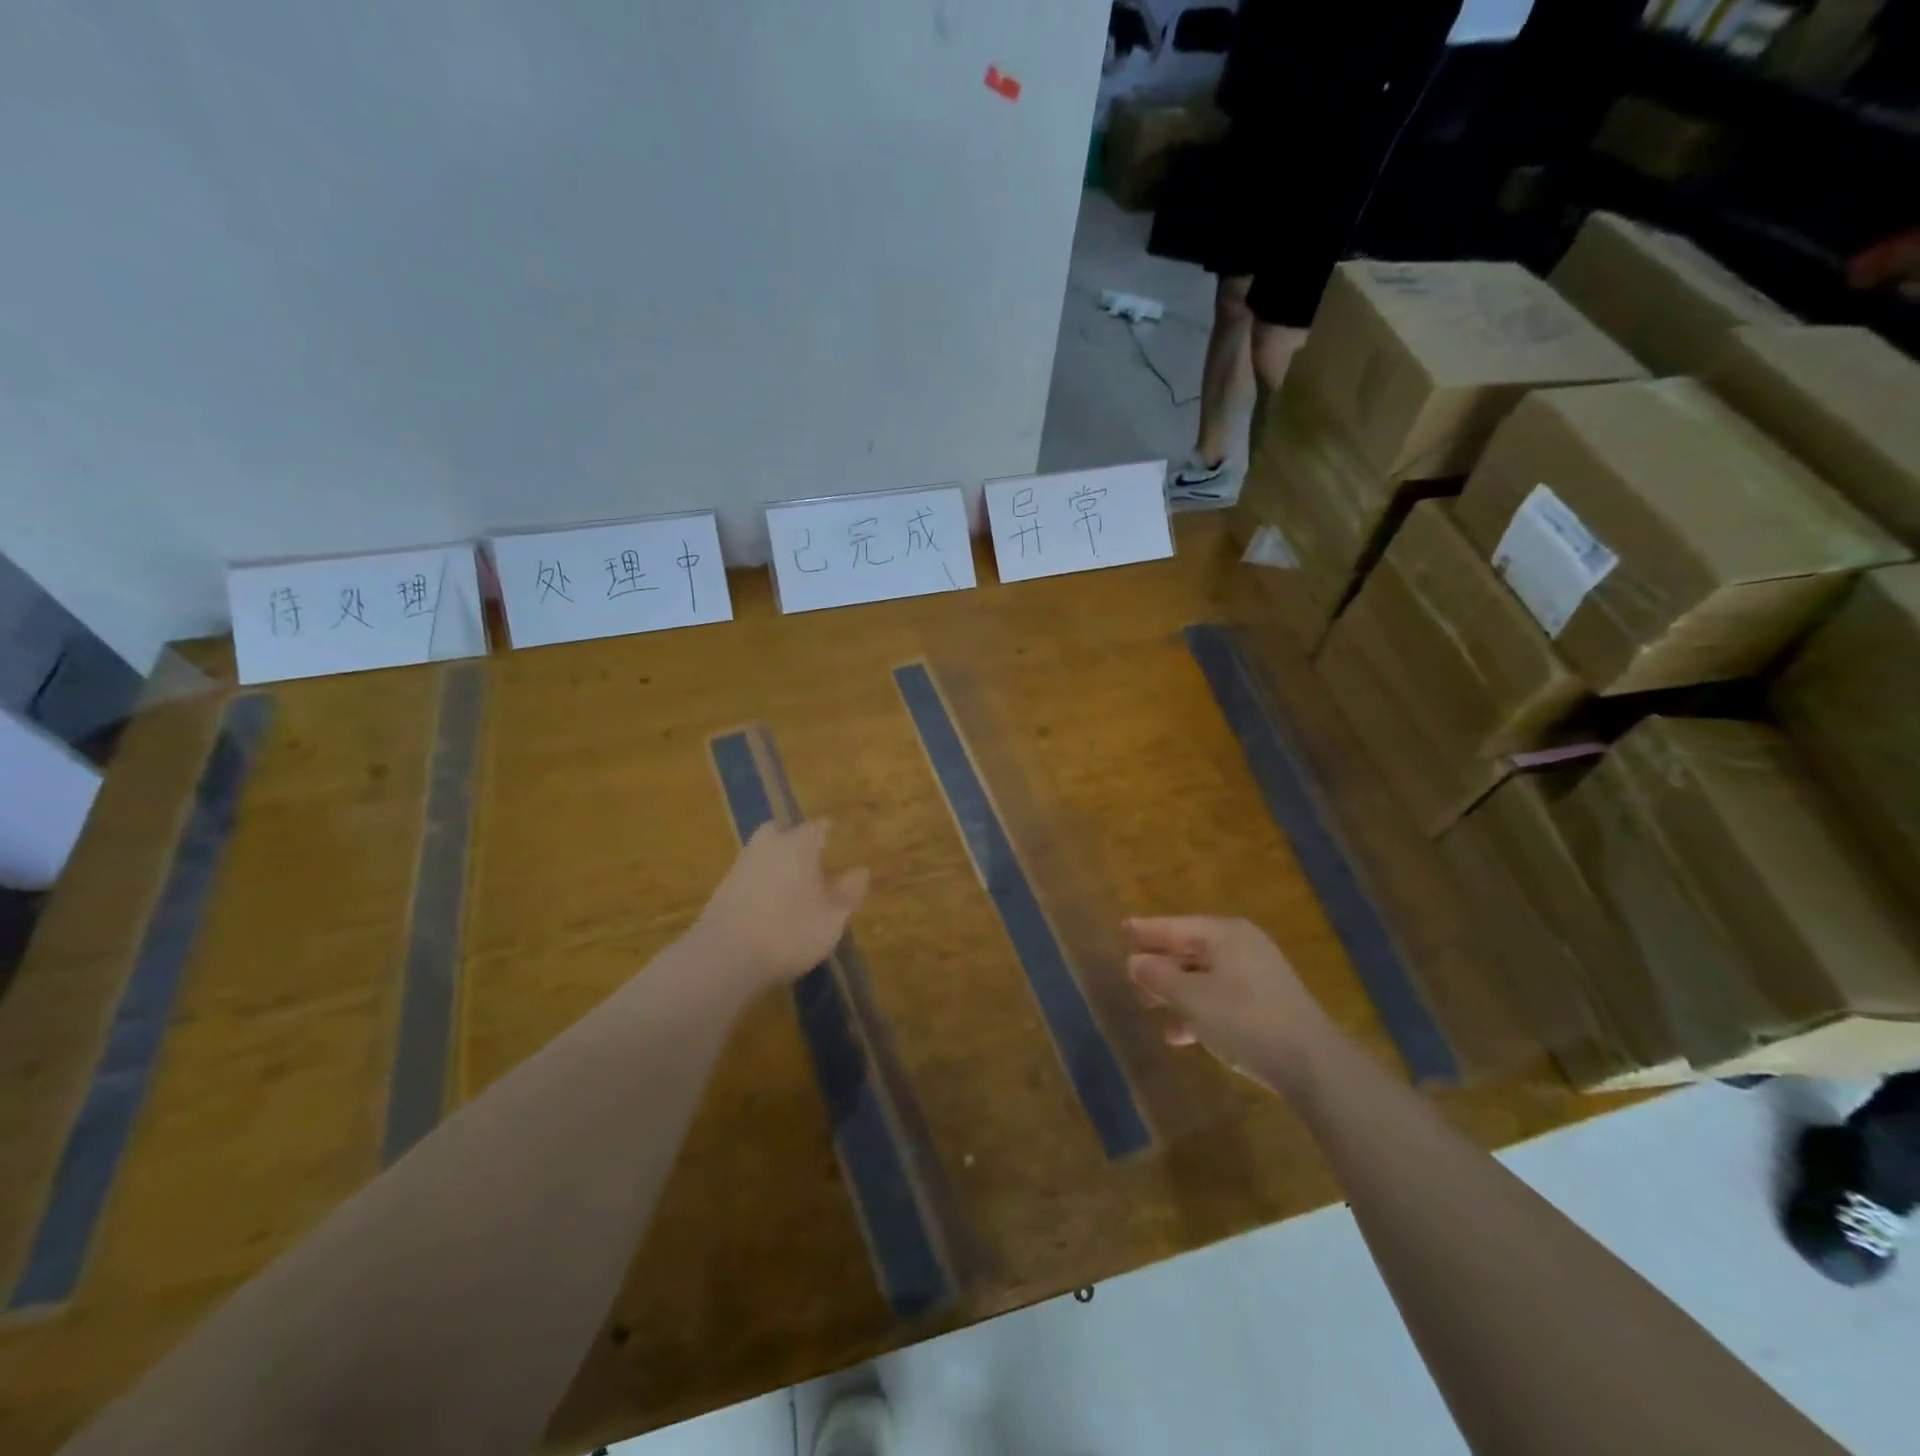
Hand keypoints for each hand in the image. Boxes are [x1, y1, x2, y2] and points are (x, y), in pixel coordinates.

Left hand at [696, 821, 869, 987]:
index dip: (827, 833)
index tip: (834, 839)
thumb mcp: (833, 918)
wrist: (726, 956)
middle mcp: (768, 846)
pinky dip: (758, 884)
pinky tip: (767, 906)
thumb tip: (862, 872)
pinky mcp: (721, 890)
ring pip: (762, 853)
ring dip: (774, 863)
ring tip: (790, 887)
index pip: (816, 828)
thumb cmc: (790, 931)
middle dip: (793, 840)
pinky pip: (747, 877)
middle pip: (780, 832)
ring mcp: (740, 866)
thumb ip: (849, 892)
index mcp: (799, 845)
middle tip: (808, 859)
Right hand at [1125, 916, 1327, 1083]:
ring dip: (1176, 990)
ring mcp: (1258, 977)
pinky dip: (1198, 1011)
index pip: (1177, 925)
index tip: (1122, 928)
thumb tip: (1134, 961)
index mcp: (1226, 935)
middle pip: (1191, 949)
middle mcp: (1243, 948)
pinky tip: (1179, 1035)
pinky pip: (1221, 999)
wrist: (1311, 1065)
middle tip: (1130, 971)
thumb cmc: (1244, 1019)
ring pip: (1205, 976)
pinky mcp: (1266, 1007)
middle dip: (1161, 963)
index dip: (1148, 929)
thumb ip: (1159, 976)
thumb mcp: (1192, 997)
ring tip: (1147, 1004)